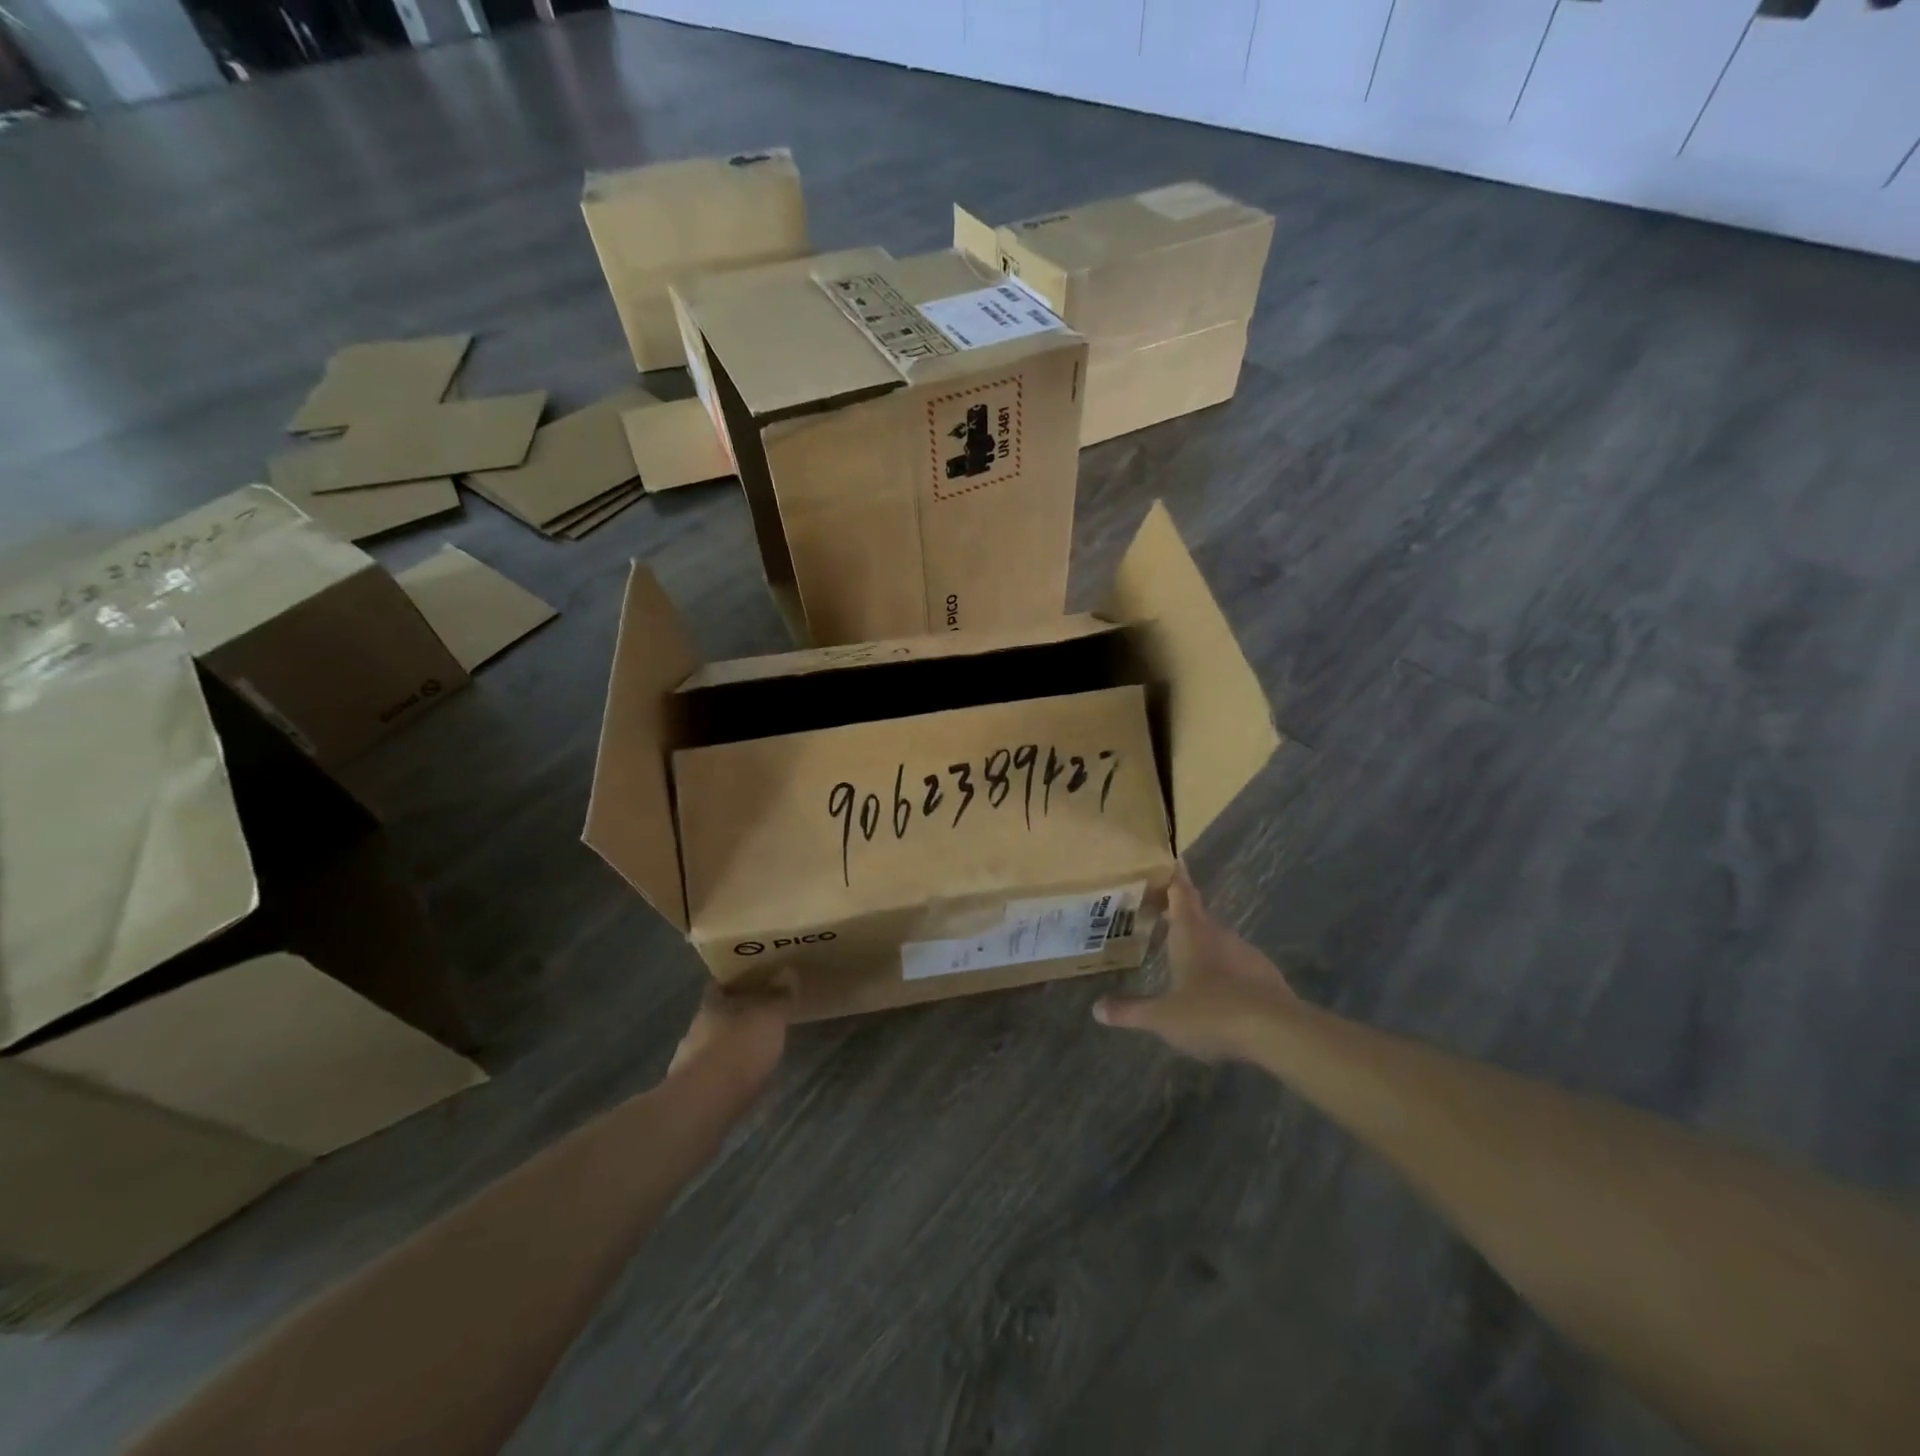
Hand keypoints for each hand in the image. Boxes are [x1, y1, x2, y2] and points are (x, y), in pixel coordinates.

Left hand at [668, 976, 791, 1100]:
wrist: (703, 1105)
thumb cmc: (740, 1049)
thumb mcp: (770, 1018)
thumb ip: (780, 997)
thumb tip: (787, 971)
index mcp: (712, 1005)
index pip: (719, 985)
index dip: (733, 984)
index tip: (750, 983)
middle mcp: (696, 1028)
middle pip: (715, 1016)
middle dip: (733, 1017)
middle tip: (757, 1018)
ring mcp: (688, 1062)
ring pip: (710, 1046)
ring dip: (727, 1048)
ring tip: (751, 1053)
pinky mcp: (689, 1092)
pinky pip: (709, 1075)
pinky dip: (723, 1075)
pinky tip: (739, 1082)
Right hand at [1094, 867, 1296, 1060]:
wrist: (1277, 1032)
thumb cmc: (1211, 1012)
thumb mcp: (1163, 1017)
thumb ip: (1130, 1011)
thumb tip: (1097, 1009)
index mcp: (1190, 933)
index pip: (1181, 893)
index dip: (1174, 876)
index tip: (1172, 859)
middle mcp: (1217, 934)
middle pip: (1197, 913)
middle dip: (1179, 909)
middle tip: (1160, 908)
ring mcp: (1244, 952)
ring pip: (1217, 936)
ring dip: (1201, 938)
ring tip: (1183, 949)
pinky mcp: (1264, 973)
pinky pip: (1236, 960)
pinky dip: (1222, 964)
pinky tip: (1215, 985)